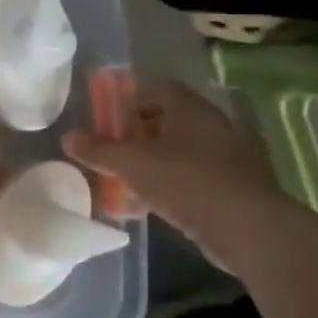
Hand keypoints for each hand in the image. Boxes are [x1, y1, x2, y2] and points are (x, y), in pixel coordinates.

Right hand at [63, 80, 283, 272]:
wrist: (249, 229)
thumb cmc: (186, 180)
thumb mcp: (131, 163)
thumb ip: (98, 149)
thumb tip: (68, 137)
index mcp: (190, 108)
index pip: (157, 88)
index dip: (129, 99)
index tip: (106, 117)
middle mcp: (212, 125)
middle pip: (167, 120)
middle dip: (136, 134)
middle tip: (110, 149)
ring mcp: (227, 157)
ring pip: (179, 151)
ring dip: (151, 162)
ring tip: (123, 180)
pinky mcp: (234, 188)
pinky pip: (192, 178)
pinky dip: (168, 186)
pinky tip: (146, 205)